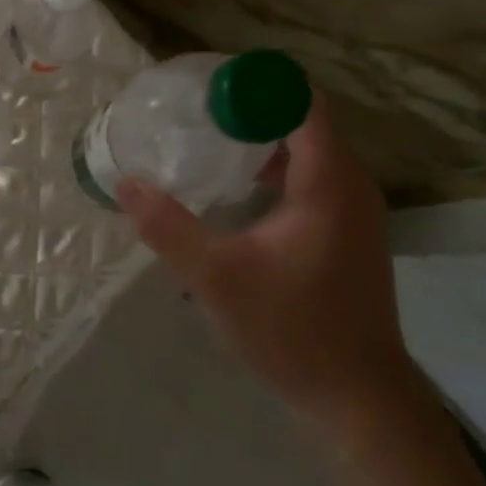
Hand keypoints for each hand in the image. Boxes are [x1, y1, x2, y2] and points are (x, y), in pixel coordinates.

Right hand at [115, 95, 420, 450]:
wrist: (358, 399)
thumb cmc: (293, 330)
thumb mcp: (217, 277)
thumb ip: (168, 226)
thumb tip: (126, 183)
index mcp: (327, 182)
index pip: (300, 103)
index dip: (255, 86)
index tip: (206, 88)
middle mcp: (350, 186)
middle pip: (302, 121)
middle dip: (250, 109)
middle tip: (195, 113)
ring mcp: (353, 211)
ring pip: (307, 152)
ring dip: (261, 141)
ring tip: (207, 143)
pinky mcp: (347, 234)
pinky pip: (311, 179)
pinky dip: (274, 169)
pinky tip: (236, 191)